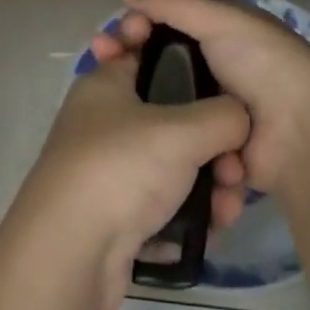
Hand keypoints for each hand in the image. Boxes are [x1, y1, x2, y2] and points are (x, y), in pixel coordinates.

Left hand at [4, 51, 249, 309]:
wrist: (68, 255)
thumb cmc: (120, 169)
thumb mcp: (182, 131)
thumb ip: (224, 115)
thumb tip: (240, 119)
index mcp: (108, 84)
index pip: (152, 54)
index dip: (190, 63)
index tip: (225, 87)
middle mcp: (104, 121)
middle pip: (174, 118)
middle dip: (214, 145)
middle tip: (235, 170)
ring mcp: (108, 170)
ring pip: (173, 166)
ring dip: (209, 186)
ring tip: (227, 210)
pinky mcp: (114, 214)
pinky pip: (163, 204)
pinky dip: (187, 215)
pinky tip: (210, 231)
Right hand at [96, 0, 309, 196]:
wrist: (301, 136)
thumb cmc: (264, 65)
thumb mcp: (221, 20)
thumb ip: (172, 4)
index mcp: (224, 33)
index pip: (169, 22)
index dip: (140, 24)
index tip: (115, 32)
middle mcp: (217, 68)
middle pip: (161, 60)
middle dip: (129, 59)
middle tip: (100, 58)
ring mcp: (213, 110)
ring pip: (163, 99)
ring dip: (138, 96)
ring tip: (107, 93)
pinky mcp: (210, 147)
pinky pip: (176, 134)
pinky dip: (157, 128)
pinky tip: (128, 124)